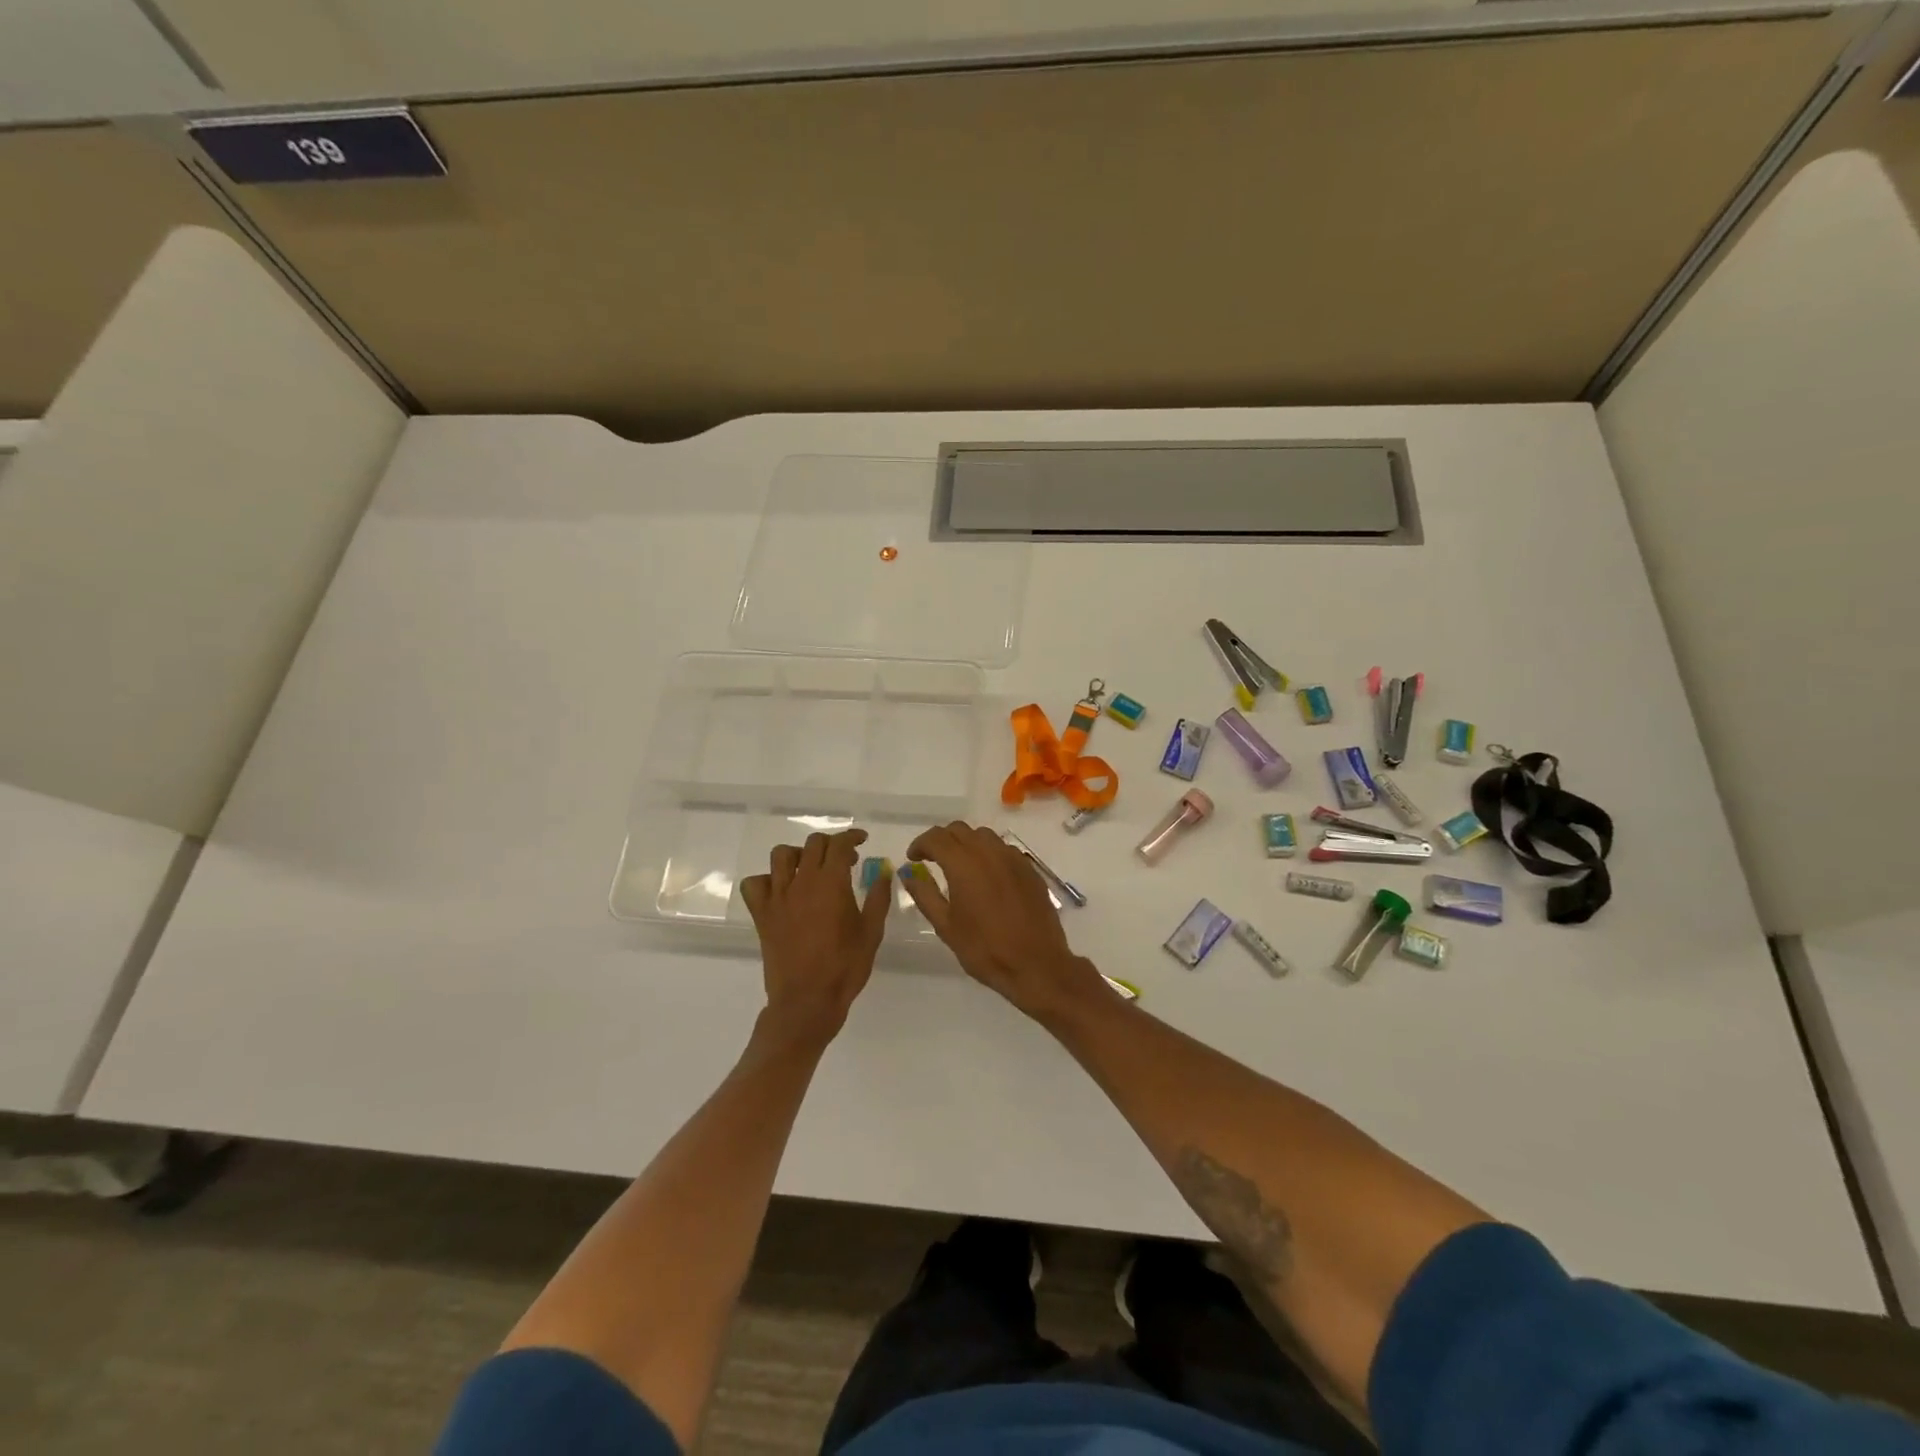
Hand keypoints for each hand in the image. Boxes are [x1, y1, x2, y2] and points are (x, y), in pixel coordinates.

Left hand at [741, 828, 889, 1045]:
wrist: (807, 1001)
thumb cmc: (845, 968)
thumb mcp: (871, 932)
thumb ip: (878, 897)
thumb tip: (883, 870)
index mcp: (832, 883)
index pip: (839, 844)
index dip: (852, 837)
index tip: (862, 841)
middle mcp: (802, 882)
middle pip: (813, 844)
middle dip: (831, 844)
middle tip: (845, 860)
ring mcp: (778, 897)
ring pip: (781, 856)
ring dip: (799, 855)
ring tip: (811, 869)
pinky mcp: (762, 914)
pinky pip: (754, 884)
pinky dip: (766, 880)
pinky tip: (781, 890)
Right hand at [899, 821, 1108, 1019]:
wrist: (1036, 964)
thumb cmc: (984, 948)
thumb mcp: (946, 926)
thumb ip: (924, 894)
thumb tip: (908, 873)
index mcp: (964, 863)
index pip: (936, 837)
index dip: (920, 844)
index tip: (913, 858)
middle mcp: (989, 852)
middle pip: (960, 830)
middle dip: (942, 840)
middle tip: (932, 860)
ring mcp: (1013, 858)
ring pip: (983, 836)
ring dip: (966, 843)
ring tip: (959, 866)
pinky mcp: (1030, 869)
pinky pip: (1003, 849)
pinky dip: (988, 854)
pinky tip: (987, 876)